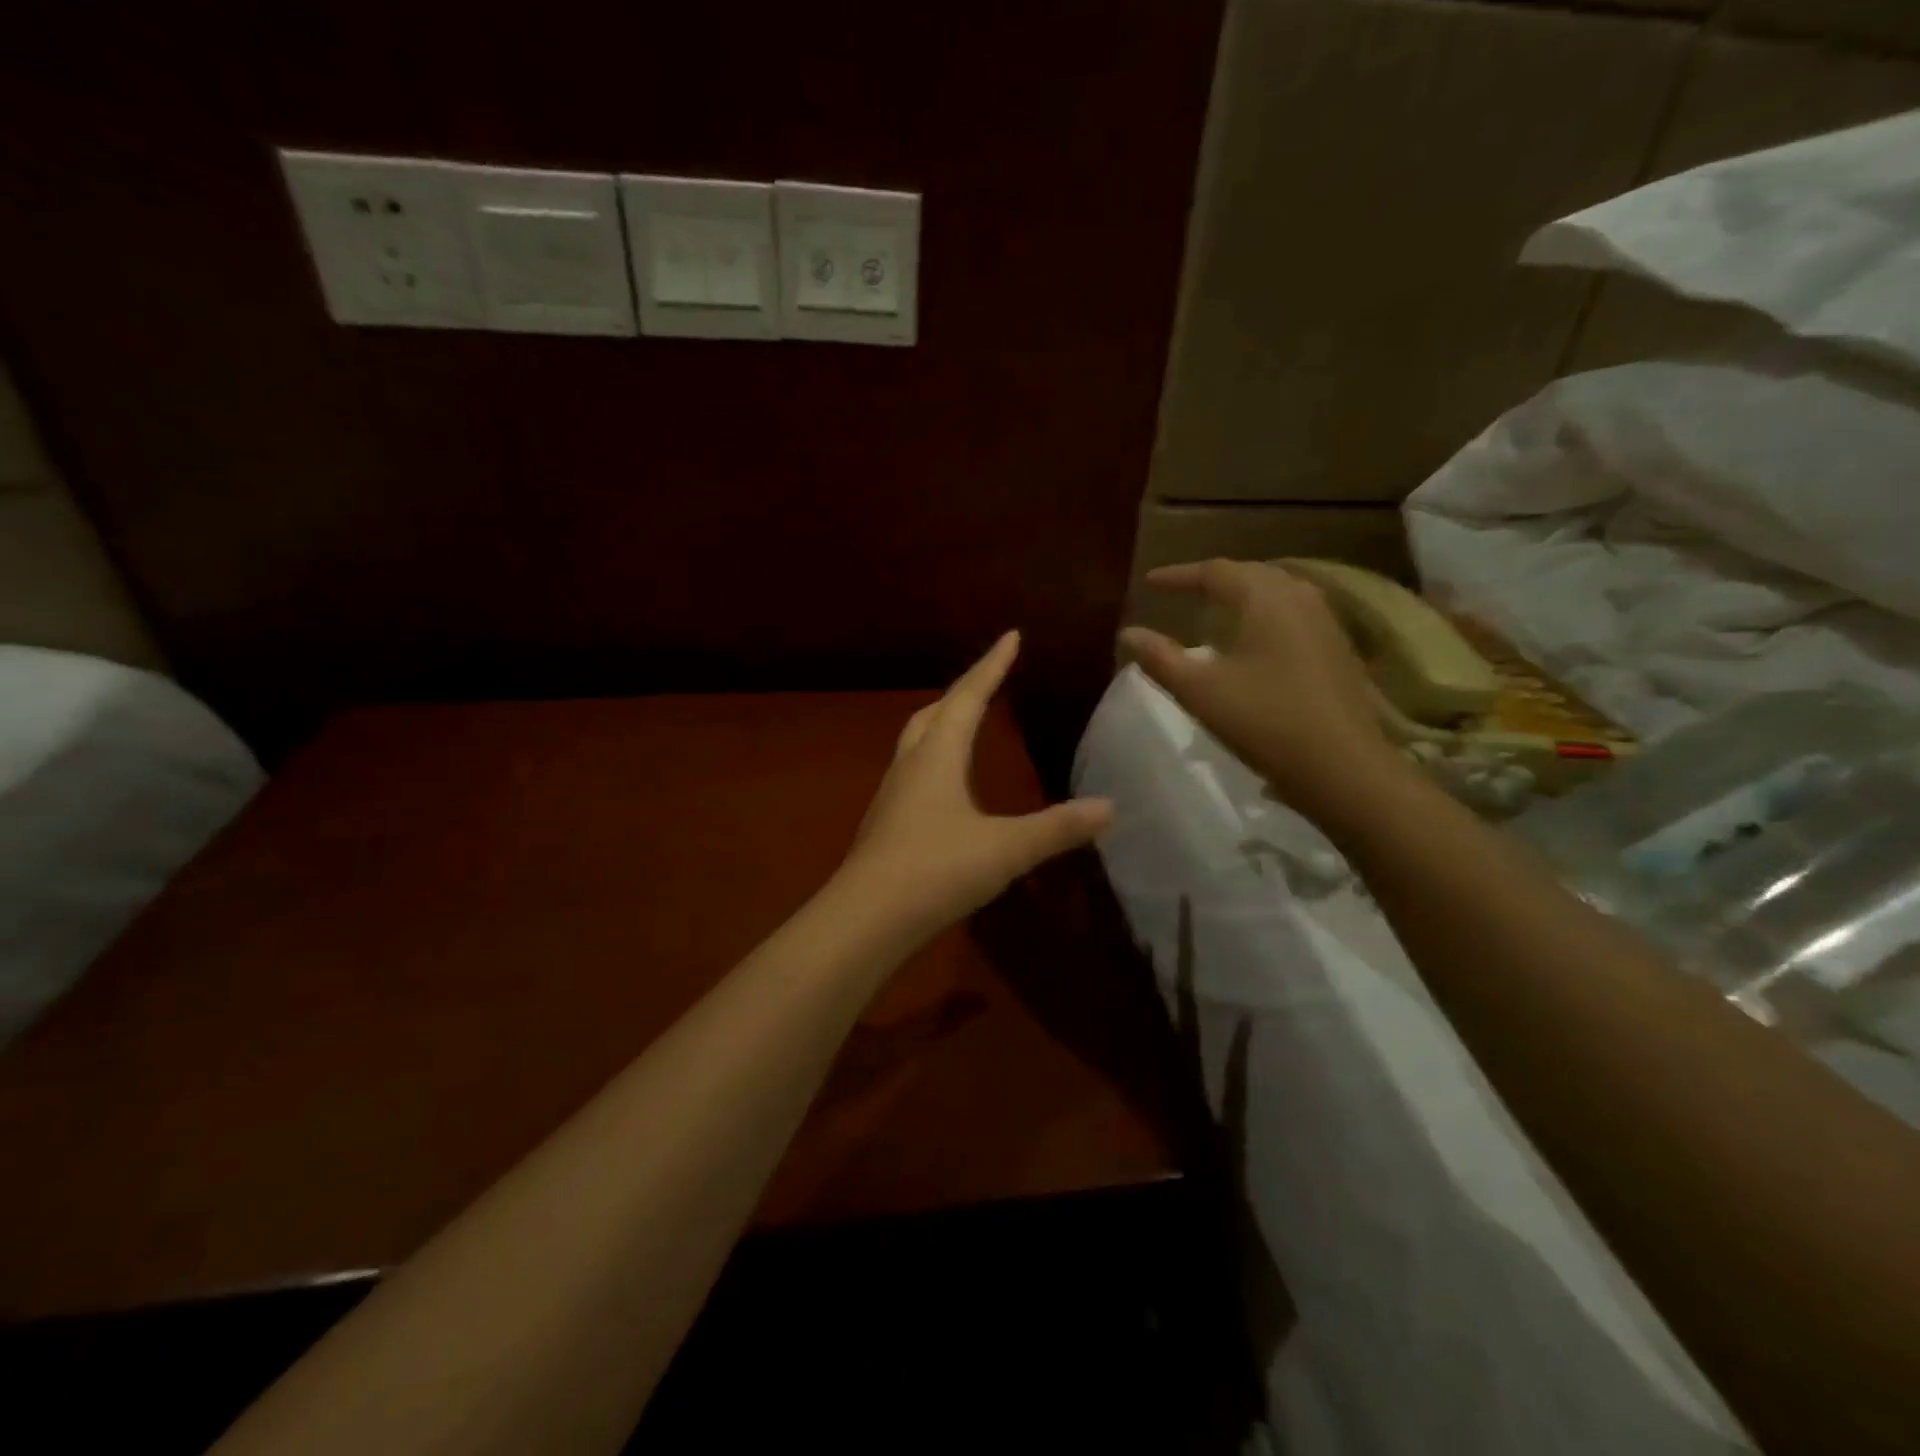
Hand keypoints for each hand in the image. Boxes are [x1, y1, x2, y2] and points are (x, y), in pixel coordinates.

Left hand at [841, 631, 1112, 935]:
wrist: (864, 919)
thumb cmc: (935, 871)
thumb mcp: (1005, 849)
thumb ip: (1057, 828)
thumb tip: (1110, 806)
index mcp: (937, 757)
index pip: (968, 697)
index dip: (991, 665)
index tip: (1010, 636)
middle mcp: (910, 766)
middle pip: (933, 713)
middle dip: (963, 691)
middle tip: (987, 680)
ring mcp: (892, 795)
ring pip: (916, 742)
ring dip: (941, 723)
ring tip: (964, 723)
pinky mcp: (885, 824)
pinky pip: (912, 772)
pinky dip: (933, 759)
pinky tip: (945, 788)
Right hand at [1119, 559, 1403, 824]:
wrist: (1343, 768)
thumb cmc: (1264, 722)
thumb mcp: (1200, 691)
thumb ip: (1160, 658)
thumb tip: (1128, 633)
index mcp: (1266, 599)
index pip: (1215, 571)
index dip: (1179, 575)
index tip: (1149, 582)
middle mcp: (1300, 598)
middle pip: (1251, 574)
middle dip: (1213, 579)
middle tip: (1182, 591)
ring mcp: (1326, 623)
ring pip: (1277, 593)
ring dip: (1242, 595)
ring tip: (1216, 610)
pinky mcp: (1337, 650)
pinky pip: (1293, 614)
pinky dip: (1264, 615)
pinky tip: (1255, 640)